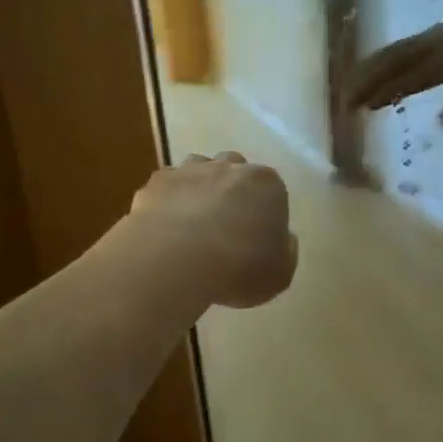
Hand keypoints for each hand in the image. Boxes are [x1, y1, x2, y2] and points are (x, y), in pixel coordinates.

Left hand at [129, 152, 297, 308]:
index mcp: (266, 184)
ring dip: (198, 189)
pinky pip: (166, 187)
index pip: (271, 189)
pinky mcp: (157, 182)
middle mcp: (230, 167)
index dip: (264, 212)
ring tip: (192, 223)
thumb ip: (285, 252)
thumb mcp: (280, 273)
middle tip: (225, 225)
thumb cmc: (239, 266)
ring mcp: (190, 170)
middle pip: (234, 169)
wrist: (176, 258)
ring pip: (198, 169)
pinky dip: (168, 201)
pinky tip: (165, 227)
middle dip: (231, 190)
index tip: (256, 236)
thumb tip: (282, 239)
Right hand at [348, 8, 442, 125]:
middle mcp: (433, 45)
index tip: (364, 107)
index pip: (410, 78)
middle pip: (392, 62)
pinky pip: (398, 47)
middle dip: (366, 81)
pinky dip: (379, 60)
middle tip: (345, 102)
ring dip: (368, 70)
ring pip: (391, 52)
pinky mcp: (429, 36)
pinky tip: (368, 73)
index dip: (385, 91)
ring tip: (348, 89)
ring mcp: (429, 37)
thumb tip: (440, 121)